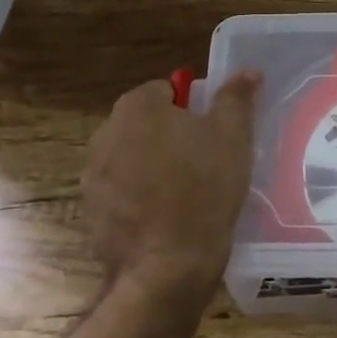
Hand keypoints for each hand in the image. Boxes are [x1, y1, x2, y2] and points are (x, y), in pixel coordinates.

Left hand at [81, 72, 260, 307]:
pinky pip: (117, 192)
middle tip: (200, 162)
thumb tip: (247, 71)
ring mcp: (92, 175)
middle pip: (143, 123)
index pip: (165, 90)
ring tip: (181, 193)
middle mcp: (105, 133)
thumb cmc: (205, 189)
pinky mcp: (89, 211)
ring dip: (148, 166)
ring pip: (128, 157)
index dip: (190, 109)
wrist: (168, 266)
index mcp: (138, 107)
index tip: (209, 134)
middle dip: (166, 136)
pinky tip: (160, 218)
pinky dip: (134, 198)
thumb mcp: (233, 137)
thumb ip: (236, 97)